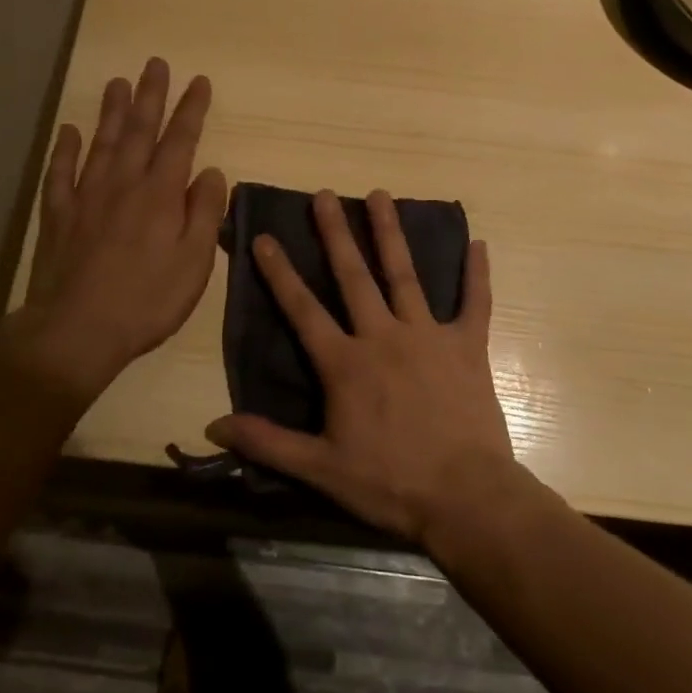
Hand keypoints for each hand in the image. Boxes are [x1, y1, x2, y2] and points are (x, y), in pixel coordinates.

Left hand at [0, 58, 227, 403]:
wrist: (77, 330)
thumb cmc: (147, 300)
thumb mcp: (194, 262)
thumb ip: (204, 213)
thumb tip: (211, 172)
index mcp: (160, 194)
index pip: (180, 140)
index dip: (191, 109)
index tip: (199, 81)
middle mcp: (123, 184)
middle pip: (138, 130)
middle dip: (150, 95)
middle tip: (154, 64)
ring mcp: (86, 197)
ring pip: (101, 143)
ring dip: (111, 111)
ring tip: (117, 83)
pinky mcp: (58, 216)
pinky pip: (61, 173)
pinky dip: (65, 149)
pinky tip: (69, 131)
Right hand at [206, 189, 518, 546]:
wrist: (466, 497)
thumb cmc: (390, 484)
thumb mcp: (320, 469)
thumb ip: (267, 442)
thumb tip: (212, 425)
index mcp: (346, 363)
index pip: (303, 309)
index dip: (280, 273)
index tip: (264, 237)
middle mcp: (384, 336)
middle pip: (353, 276)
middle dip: (335, 233)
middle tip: (324, 195)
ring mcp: (429, 335)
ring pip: (405, 275)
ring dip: (390, 234)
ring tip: (380, 195)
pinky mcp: (467, 346)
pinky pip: (475, 302)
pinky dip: (477, 274)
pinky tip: (479, 243)